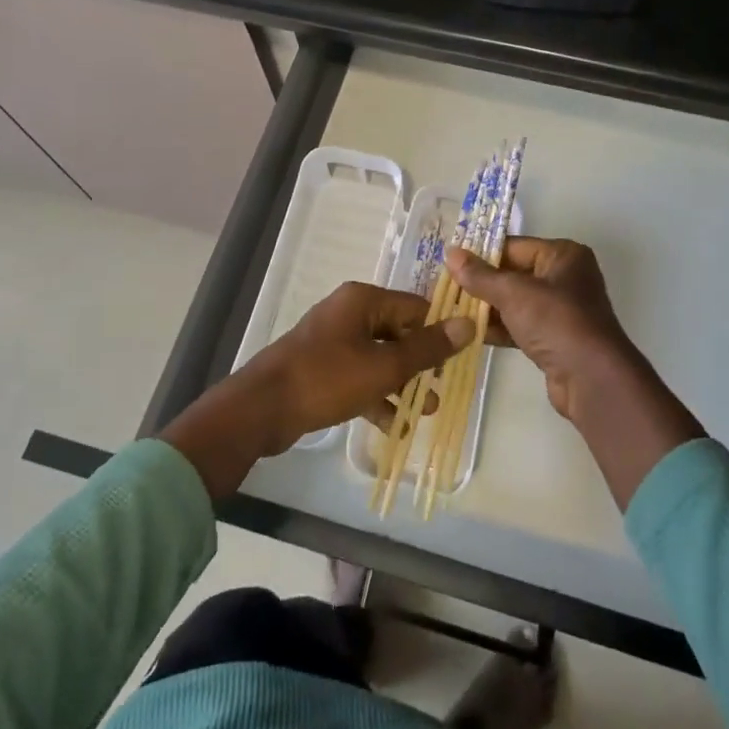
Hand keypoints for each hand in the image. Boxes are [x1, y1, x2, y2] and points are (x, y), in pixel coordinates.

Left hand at [161, 283, 470, 497]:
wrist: (261, 409)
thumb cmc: (326, 379)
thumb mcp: (384, 366)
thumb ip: (427, 348)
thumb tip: (468, 323)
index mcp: (363, 300)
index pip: (416, 308)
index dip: (441, 332)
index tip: (463, 359)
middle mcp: (349, 313)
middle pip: (399, 333)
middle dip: (422, 365)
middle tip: (443, 392)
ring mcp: (333, 341)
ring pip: (380, 358)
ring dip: (403, 384)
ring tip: (426, 412)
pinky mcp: (323, 368)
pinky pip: (360, 377)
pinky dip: (377, 397)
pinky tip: (395, 427)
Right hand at [444, 237, 652, 425]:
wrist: (591, 378)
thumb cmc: (555, 321)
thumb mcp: (513, 293)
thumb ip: (480, 275)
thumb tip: (450, 253)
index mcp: (563, 255)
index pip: (513, 246)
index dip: (481, 254)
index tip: (448, 263)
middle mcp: (565, 277)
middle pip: (512, 274)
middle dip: (481, 284)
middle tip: (444, 288)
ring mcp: (560, 310)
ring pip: (514, 302)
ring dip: (486, 308)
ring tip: (450, 311)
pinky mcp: (554, 338)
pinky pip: (519, 325)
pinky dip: (498, 328)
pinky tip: (469, 333)